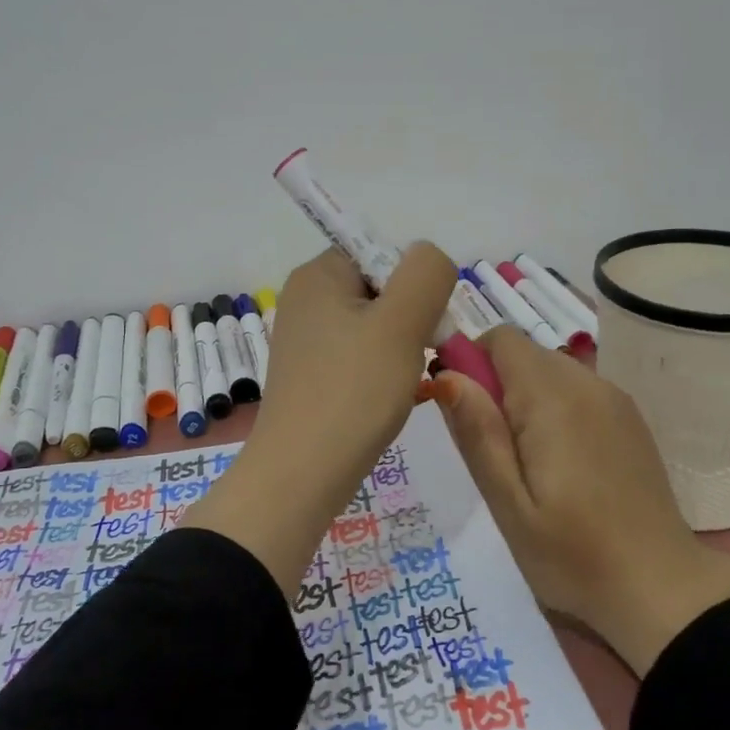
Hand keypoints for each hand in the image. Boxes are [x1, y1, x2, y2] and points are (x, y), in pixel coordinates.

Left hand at [183, 244, 456, 594]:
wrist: (301, 475)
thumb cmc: (353, 391)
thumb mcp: (402, 322)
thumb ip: (426, 273)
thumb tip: (428, 259)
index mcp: (318, 274)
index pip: (383, 254)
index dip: (414, 285)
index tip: (423, 326)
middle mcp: (305, 298)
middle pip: (381, 289)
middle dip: (411, 320)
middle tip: (417, 358)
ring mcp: (305, 339)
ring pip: (375, 327)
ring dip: (400, 349)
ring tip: (402, 383)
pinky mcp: (311, 373)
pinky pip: (359, 356)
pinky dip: (381, 371)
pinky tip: (388, 398)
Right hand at [432, 326, 729, 673]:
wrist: (663, 590)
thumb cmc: (574, 555)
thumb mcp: (508, 505)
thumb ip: (478, 434)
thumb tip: (446, 375)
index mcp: (553, 398)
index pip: (501, 339)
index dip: (471, 362)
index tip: (464, 413)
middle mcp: (587, 383)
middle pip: (525, 353)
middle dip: (497, 385)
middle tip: (494, 452)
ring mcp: (614, 399)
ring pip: (551, 370)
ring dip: (526, 399)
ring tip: (527, 464)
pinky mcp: (630, 419)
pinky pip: (577, 391)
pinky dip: (556, 409)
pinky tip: (563, 465)